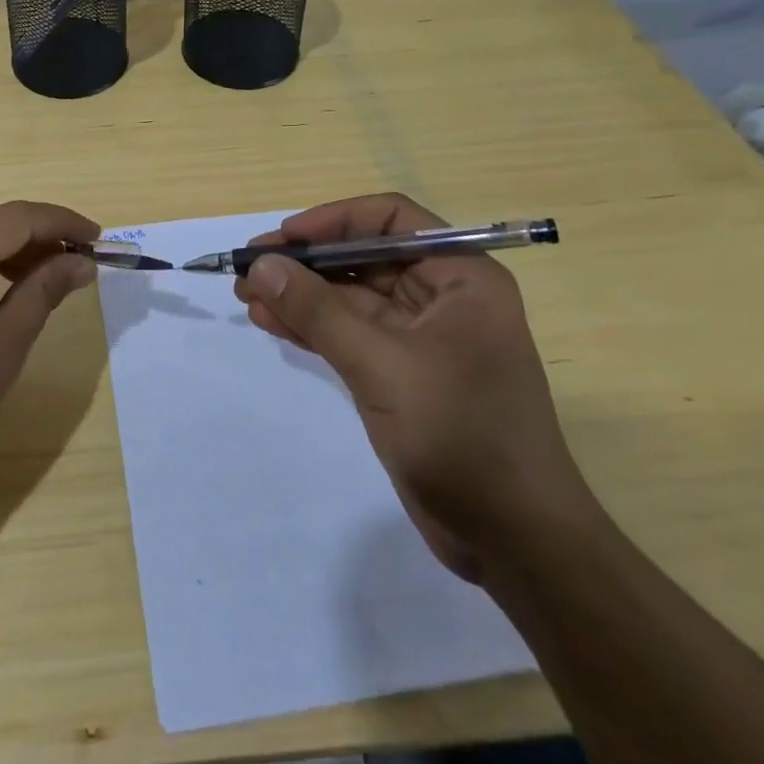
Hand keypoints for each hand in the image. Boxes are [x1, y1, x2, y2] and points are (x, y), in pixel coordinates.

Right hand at [236, 193, 591, 580]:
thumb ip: (318, 311)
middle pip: (364, 256)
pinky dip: (311, 326)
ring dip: (301, 293)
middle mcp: (444, 296)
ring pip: (351, 296)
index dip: (333, 221)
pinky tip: (269, 321)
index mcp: (462, 276)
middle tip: (250, 268)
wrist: (515, 544)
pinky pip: (349, 333)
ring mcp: (422, 337)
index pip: (391, 220)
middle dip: (307, 262)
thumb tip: (261, 265)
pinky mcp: (402, 373)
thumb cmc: (463, 436)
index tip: (284, 238)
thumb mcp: (383, 365)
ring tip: (247, 294)